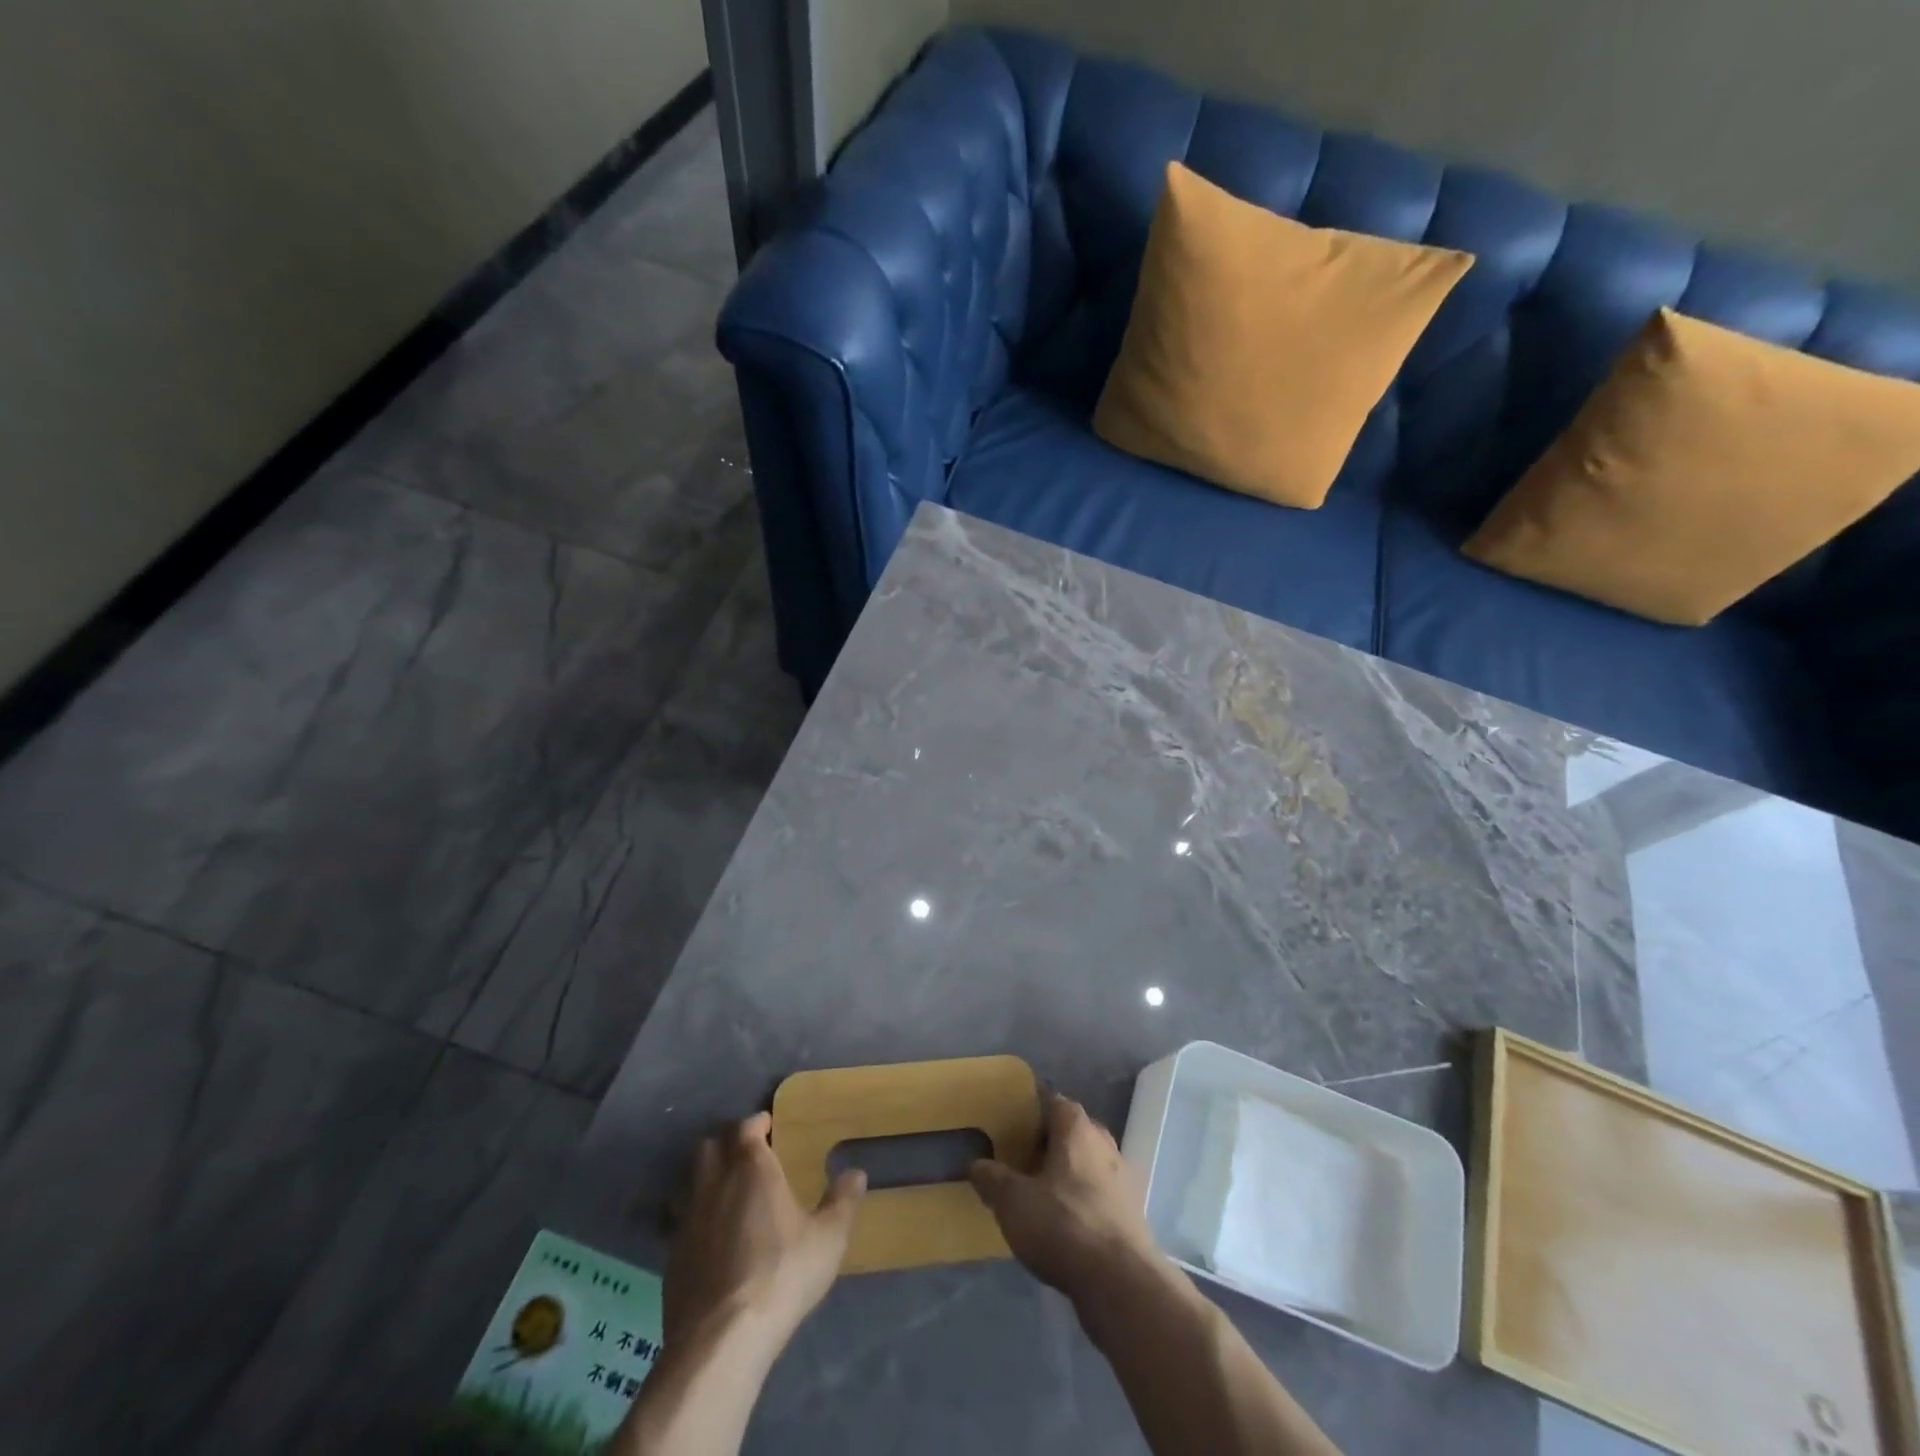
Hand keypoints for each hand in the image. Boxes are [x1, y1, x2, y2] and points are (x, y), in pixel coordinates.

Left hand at [665, 1112, 865, 1358]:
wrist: (722, 1339)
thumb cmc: (782, 1274)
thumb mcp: (828, 1238)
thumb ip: (843, 1202)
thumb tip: (856, 1173)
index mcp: (751, 1167)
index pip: (747, 1127)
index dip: (757, 1123)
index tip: (770, 1127)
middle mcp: (714, 1183)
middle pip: (711, 1146)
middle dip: (728, 1143)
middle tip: (749, 1155)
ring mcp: (687, 1219)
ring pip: (691, 1181)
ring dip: (707, 1178)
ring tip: (728, 1193)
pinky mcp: (671, 1256)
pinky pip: (681, 1221)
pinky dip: (696, 1218)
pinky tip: (712, 1239)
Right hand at [969, 1093, 1160, 1306]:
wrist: (1121, 1283)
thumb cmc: (1063, 1225)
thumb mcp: (1013, 1201)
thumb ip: (992, 1178)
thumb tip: (975, 1164)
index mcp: (1077, 1128)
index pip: (1051, 1100)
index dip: (1029, 1108)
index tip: (1008, 1122)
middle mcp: (1103, 1143)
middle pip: (1070, 1131)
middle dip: (1046, 1141)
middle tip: (1018, 1157)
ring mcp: (1122, 1178)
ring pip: (1086, 1163)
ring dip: (1064, 1172)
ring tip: (1037, 1191)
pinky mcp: (1131, 1212)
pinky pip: (1098, 1193)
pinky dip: (1080, 1199)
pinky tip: (1062, 1221)